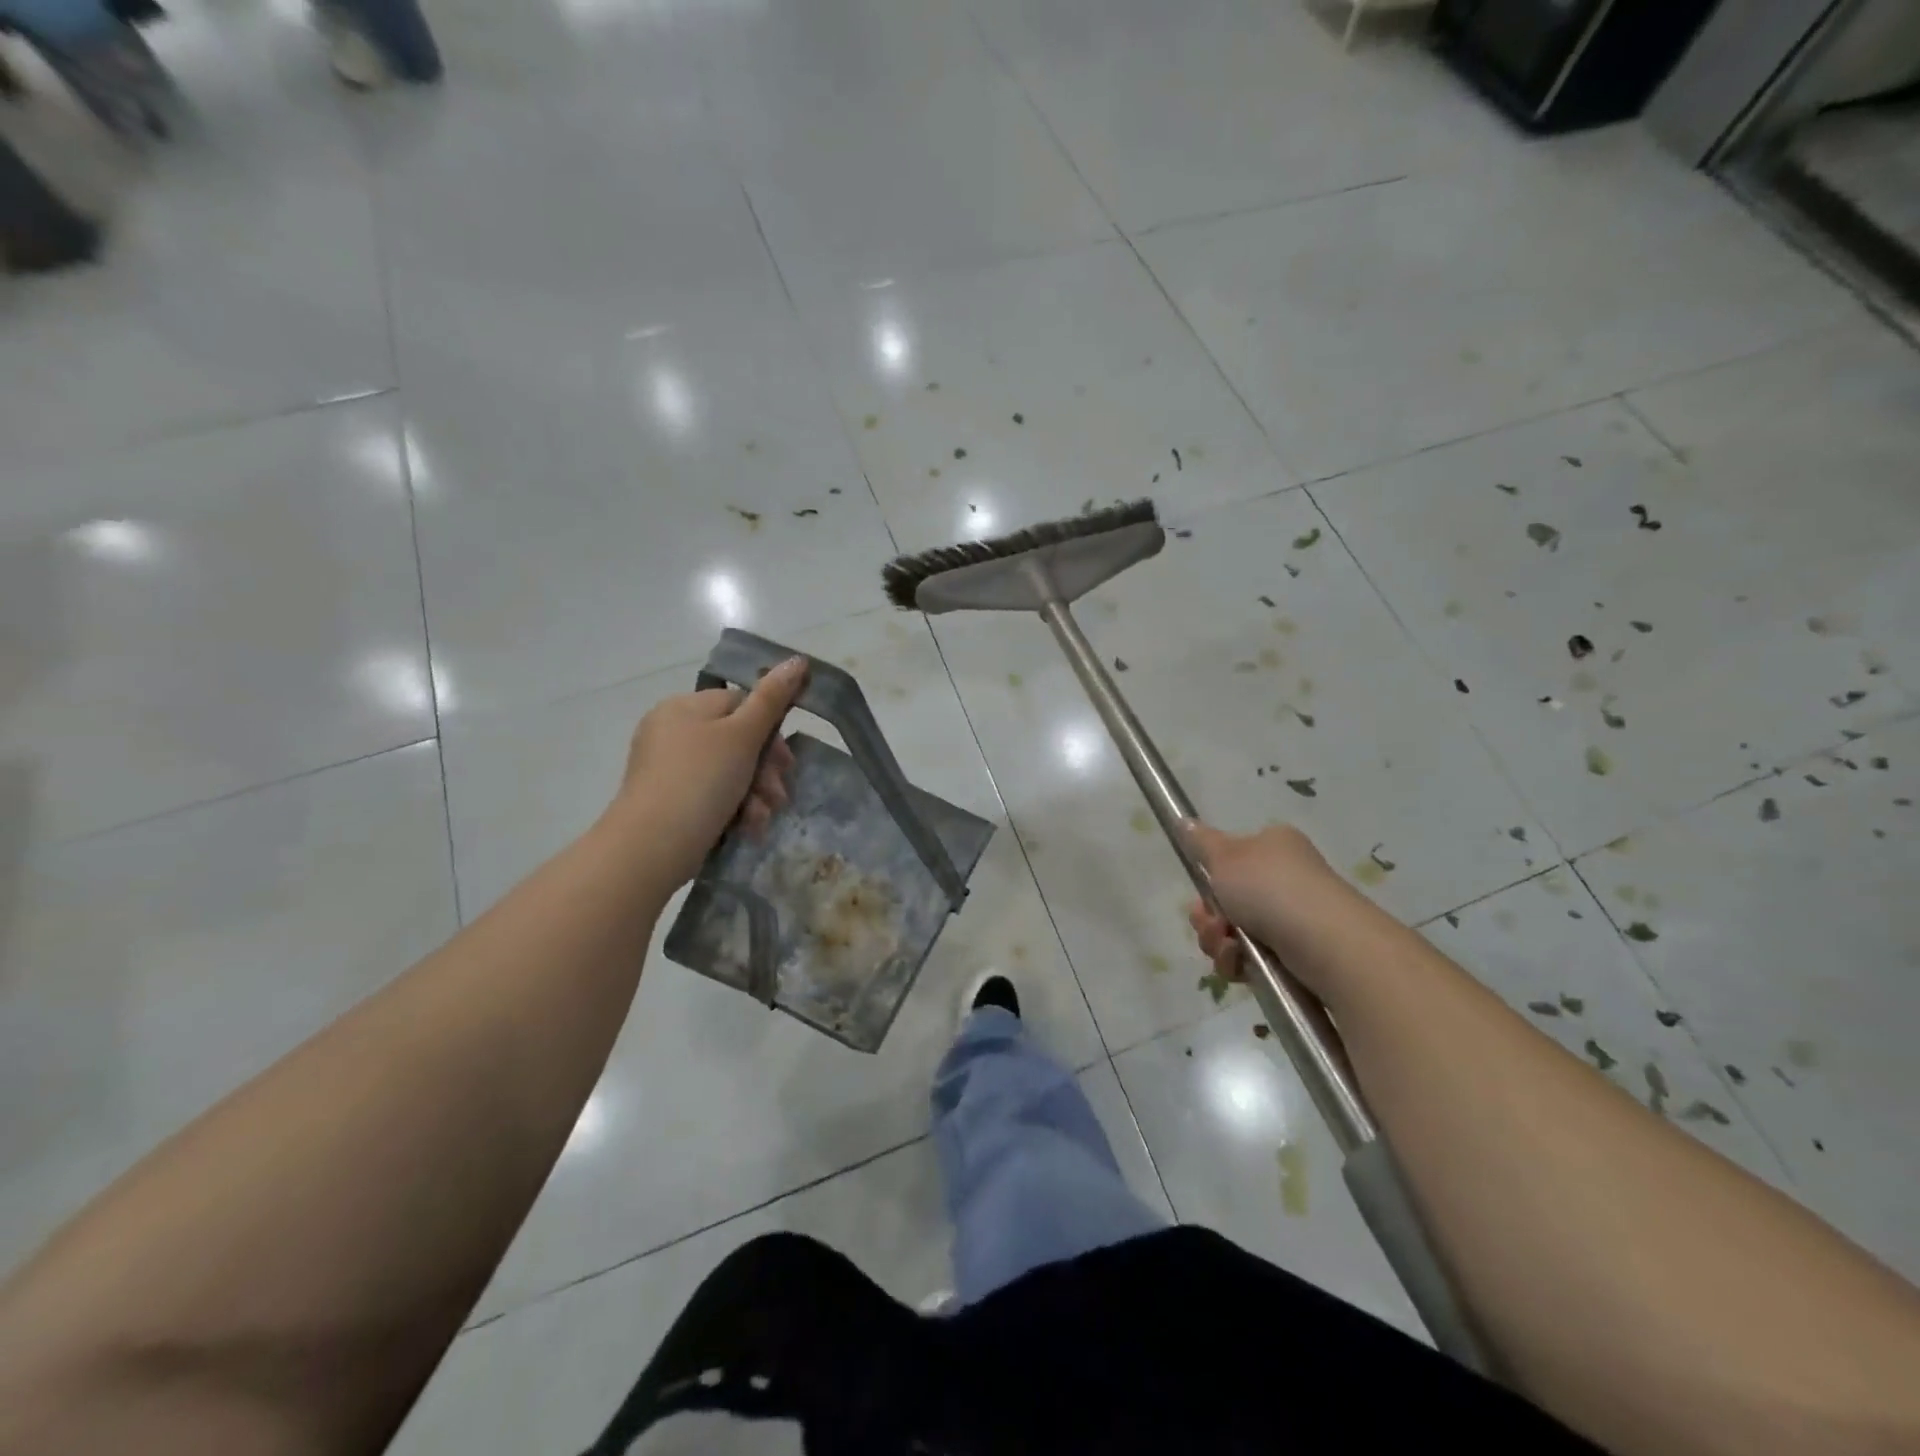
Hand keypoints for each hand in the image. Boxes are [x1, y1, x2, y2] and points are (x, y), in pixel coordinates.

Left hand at [615, 655, 809, 887]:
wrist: (652, 846)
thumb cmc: (700, 781)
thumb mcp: (742, 736)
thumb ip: (772, 698)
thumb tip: (797, 660)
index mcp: (684, 707)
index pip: (741, 704)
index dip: (769, 732)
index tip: (786, 761)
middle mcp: (672, 732)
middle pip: (737, 741)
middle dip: (765, 771)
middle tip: (779, 794)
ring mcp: (669, 768)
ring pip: (729, 772)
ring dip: (755, 794)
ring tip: (761, 817)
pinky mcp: (670, 801)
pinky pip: (712, 795)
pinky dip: (733, 809)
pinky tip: (747, 827)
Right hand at [1182, 821, 1340, 981]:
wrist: (1325, 943)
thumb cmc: (1271, 888)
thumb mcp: (1225, 856)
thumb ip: (1201, 842)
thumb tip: (1186, 822)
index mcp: (1274, 847)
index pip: (1231, 860)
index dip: (1209, 879)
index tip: (1202, 893)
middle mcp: (1285, 879)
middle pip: (1227, 899)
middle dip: (1208, 916)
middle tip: (1212, 923)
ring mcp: (1292, 919)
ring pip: (1233, 932)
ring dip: (1218, 941)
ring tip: (1228, 946)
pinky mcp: (1296, 955)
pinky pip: (1250, 959)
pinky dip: (1237, 962)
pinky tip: (1240, 963)